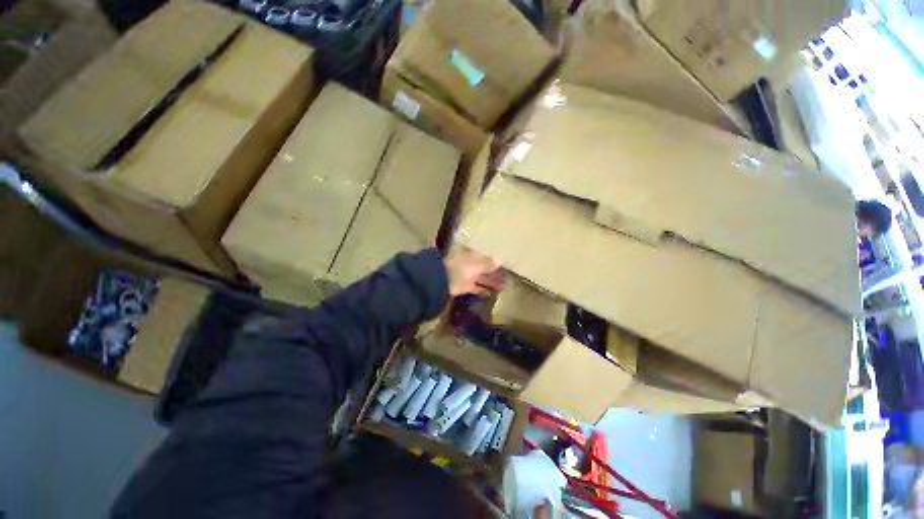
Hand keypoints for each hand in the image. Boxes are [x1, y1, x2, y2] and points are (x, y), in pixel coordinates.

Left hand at [444, 247, 505, 295]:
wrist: (442, 281)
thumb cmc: (461, 268)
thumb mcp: (476, 265)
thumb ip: (488, 263)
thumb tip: (501, 259)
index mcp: (471, 256)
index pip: (485, 257)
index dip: (495, 261)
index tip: (505, 264)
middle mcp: (470, 264)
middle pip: (484, 269)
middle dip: (495, 273)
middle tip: (508, 277)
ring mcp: (467, 276)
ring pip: (482, 279)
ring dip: (492, 282)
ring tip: (504, 286)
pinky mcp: (465, 287)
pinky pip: (476, 287)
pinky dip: (483, 290)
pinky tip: (492, 293)